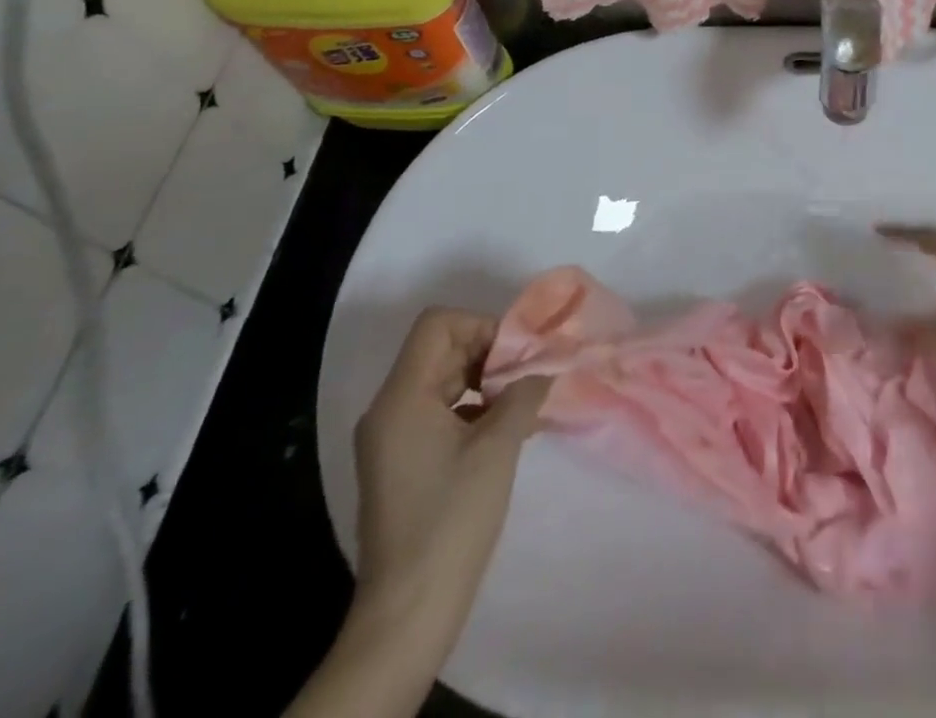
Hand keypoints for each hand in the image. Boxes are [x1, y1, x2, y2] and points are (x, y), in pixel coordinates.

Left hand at [349, 307, 550, 652]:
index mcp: (402, 398)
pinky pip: (440, 411)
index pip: (438, 325)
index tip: (515, 355)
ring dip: (485, 380)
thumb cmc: (452, 518)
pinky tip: (506, 430)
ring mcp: (391, 438)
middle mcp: (389, 410)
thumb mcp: (499, 446)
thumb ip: (524, 393)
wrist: (409, 611)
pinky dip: (474, 407)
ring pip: (443, 379)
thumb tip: (545, 367)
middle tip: (528, 375)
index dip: (481, 326)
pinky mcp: (402, 462)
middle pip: (441, 349)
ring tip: (523, 402)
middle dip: (489, 353)